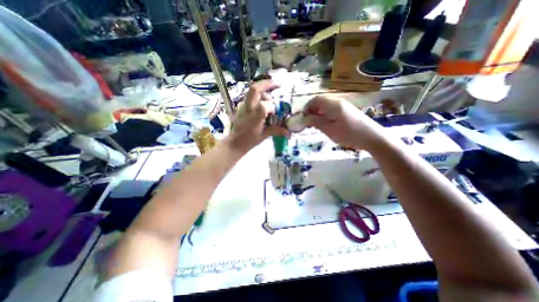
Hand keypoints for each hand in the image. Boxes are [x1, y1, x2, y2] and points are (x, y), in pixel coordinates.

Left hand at [226, 79, 287, 151]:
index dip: (272, 106)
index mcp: (254, 117)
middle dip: (267, 84)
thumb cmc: (249, 141)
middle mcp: (248, 108)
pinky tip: (263, 101)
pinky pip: (251, 97)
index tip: (276, 111)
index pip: (264, 105)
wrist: (234, 143)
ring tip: (270, 96)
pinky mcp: (241, 107)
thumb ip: (276, 131)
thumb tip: (288, 132)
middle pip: (255, 89)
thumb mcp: (263, 136)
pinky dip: (258, 95)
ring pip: (252, 91)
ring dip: (263, 90)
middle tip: (277, 84)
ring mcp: (243, 106)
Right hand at [301, 96, 384, 150]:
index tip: (302, 118)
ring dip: (318, 114)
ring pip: (326, 106)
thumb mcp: (330, 130)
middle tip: (307, 123)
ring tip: (315, 126)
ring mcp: (344, 106)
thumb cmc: (349, 134)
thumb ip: (316, 122)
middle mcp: (338, 102)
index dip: (307, 107)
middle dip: (311, 111)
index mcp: (333, 105)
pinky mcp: (347, 111)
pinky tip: (325, 125)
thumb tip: (303, 118)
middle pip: (320, 102)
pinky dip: (325, 116)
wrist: (373, 138)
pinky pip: (332, 110)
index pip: (315, 100)